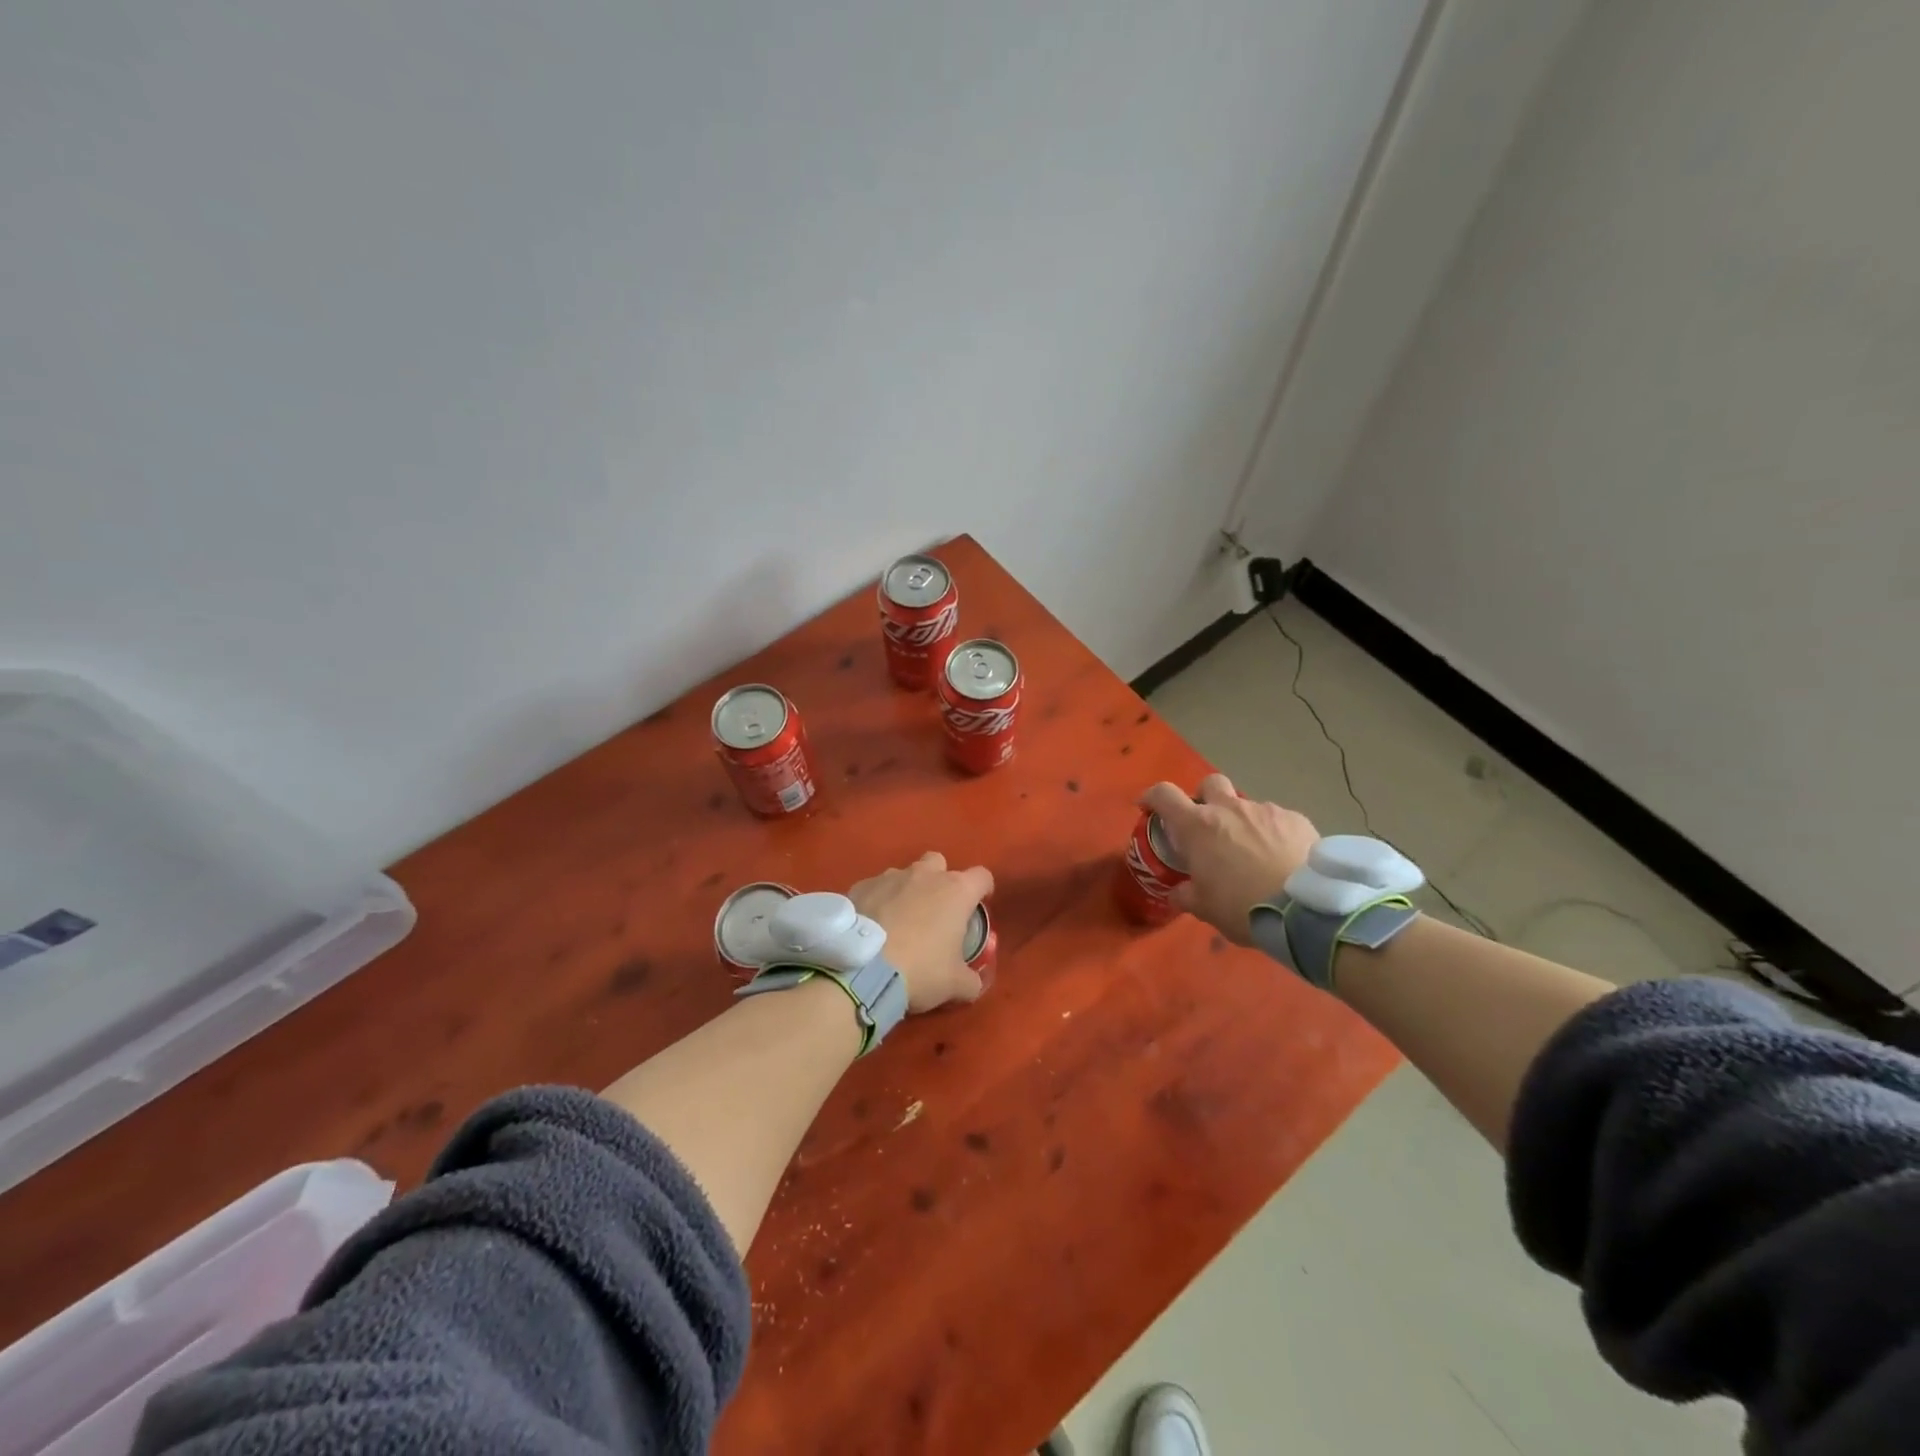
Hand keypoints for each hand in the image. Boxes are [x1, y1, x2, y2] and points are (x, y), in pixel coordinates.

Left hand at [849, 852, 994, 1012]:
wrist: (861, 969)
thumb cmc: (920, 970)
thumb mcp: (955, 985)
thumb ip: (971, 980)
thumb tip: (973, 983)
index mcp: (956, 891)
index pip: (982, 876)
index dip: (983, 890)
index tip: (978, 906)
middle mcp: (925, 875)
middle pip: (939, 863)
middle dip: (940, 880)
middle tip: (936, 911)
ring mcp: (890, 877)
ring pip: (905, 875)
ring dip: (907, 892)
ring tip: (899, 922)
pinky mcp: (861, 886)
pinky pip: (876, 888)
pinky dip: (878, 901)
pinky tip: (872, 926)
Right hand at [1141, 775, 1319, 944]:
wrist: (1306, 909)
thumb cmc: (1243, 906)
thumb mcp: (1205, 908)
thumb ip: (1186, 895)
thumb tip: (1177, 892)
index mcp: (1198, 827)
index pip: (1164, 794)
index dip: (1152, 797)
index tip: (1148, 807)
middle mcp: (1230, 809)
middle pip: (1210, 783)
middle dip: (1205, 797)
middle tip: (1208, 825)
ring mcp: (1265, 811)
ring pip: (1247, 806)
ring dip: (1243, 822)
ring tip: (1253, 853)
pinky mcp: (1297, 819)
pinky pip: (1277, 820)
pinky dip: (1273, 834)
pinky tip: (1282, 858)